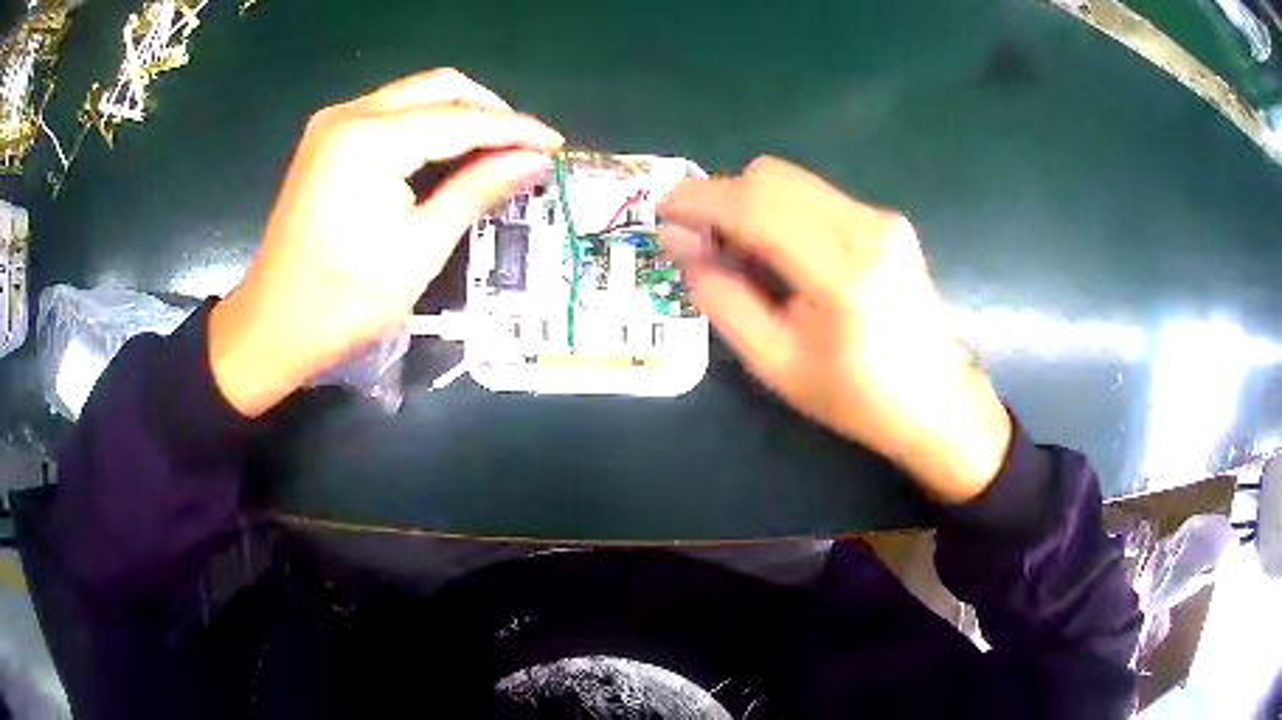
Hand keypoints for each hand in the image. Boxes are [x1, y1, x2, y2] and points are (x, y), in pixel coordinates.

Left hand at [209, 69, 562, 416]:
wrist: (272, 326)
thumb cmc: (344, 302)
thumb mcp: (420, 249)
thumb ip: (478, 190)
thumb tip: (534, 162)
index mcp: (370, 141)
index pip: (460, 118)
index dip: (514, 130)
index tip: (555, 145)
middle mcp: (350, 115)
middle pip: (439, 86)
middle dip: (489, 111)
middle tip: (524, 149)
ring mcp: (333, 123)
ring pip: (416, 94)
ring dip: (460, 115)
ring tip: (495, 153)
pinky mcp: (326, 138)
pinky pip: (391, 112)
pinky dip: (427, 125)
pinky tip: (448, 153)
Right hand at [658, 157, 1011, 502]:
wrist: (937, 403)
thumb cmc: (855, 397)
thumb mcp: (775, 363)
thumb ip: (720, 296)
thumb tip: (676, 240)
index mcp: (840, 270)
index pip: (753, 205)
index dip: (698, 200)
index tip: (660, 212)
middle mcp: (865, 226)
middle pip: (770, 176)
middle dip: (721, 197)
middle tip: (699, 240)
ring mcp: (881, 218)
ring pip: (792, 180)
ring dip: (750, 202)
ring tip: (738, 252)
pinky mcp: (887, 220)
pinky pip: (815, 195)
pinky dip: (781, 210)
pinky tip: (780, 252)